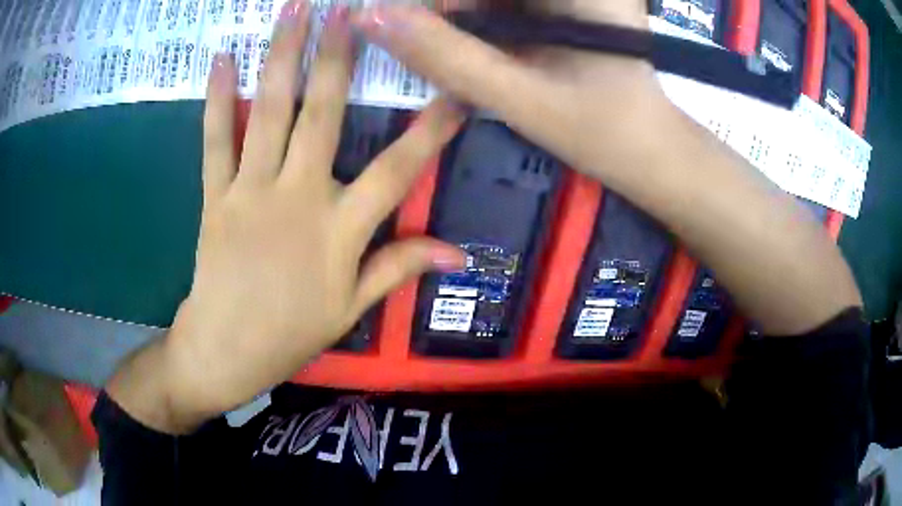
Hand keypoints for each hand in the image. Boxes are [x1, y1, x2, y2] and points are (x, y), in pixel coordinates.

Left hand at [109, 0, 465, 433]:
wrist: (225, 351)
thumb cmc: (291, 334)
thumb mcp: (352, 309)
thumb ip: (398, 268)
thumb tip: (458, 253)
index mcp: (340, 231)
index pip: (398, 169)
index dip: (431, 128)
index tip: (455, 88)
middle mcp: (298, 197)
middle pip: (323, 116)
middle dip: (339, 57)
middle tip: (349, 9)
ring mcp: (251, 192)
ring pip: (269, 113)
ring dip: (282, 56)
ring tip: (294, 11)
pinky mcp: (215, 197)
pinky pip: (215, 141)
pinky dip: (218, 99)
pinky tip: (222, 59)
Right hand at [352, 1, 667, 187]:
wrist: (649, 151)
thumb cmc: (601, 130)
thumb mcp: (518, 95)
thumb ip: (443, 55)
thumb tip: (370, 17)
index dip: (444, 3)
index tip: (412, 20)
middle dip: (454, 9)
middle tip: (430, 37)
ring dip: (467, 15)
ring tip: (483, 59)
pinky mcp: (568, 5)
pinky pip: (508, 4)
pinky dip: (484, 20)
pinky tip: (487, 49)